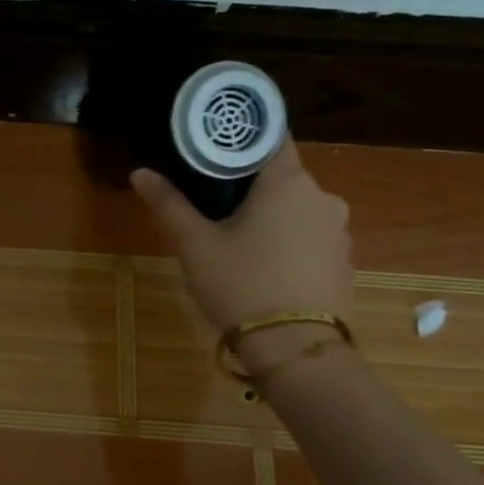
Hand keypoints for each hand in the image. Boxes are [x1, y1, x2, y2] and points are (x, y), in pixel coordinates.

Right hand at [131, 139, 354, 348]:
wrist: (294, 348)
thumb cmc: (240, 284)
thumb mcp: (194, 244)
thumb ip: (169, 204)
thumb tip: (139, 173)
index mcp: (288, 182)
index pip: (270, 136)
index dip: (242, 137)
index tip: (215, 146)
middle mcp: (323, 197)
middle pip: (282, 175)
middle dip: (250, 184)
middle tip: (213, 200)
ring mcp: (339, 231)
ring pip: (297, 208)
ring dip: (271, 215)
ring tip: (237, 238)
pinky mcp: (343, 262)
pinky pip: (310, 237)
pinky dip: (289, 241)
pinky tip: (264, 265)